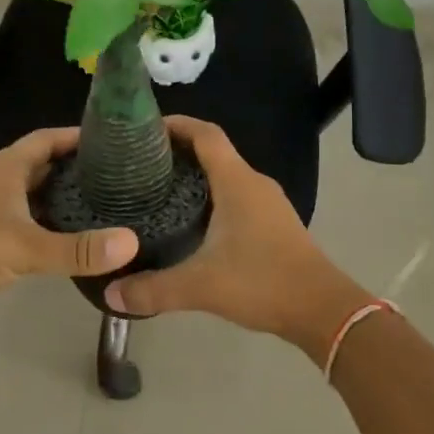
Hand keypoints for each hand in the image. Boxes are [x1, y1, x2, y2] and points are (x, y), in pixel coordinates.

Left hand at [0, 127, 138, 334]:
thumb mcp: (26, 247)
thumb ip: (78, 249)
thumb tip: (131, 242)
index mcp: (4, 169)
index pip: (45, 139)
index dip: (75, 136)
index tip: (111, 139)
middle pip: (40, 166)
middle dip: (73, 168)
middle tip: (116, 177)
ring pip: (31, 197)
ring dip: (60, 199)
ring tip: (102, 206)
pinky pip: (22, 224)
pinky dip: (45, 226)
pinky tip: (68, 241)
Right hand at [104, 115, 368, 365]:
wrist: (322, 309)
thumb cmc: (263, 282)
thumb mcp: (201, 286)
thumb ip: (153, 289)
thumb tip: (110, 294)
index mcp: (237, 182)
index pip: (205, 134)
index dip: (177, 124)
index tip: (144, 128)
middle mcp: (253, 183)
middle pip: (214, 151)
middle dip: (178, 150)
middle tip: (141, 163)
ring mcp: (268, 202)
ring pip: (226, 174)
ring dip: (196, 174)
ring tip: (159, 188)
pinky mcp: (274, 222)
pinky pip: (237, 195)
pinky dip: (212, 195)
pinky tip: (191, 220)